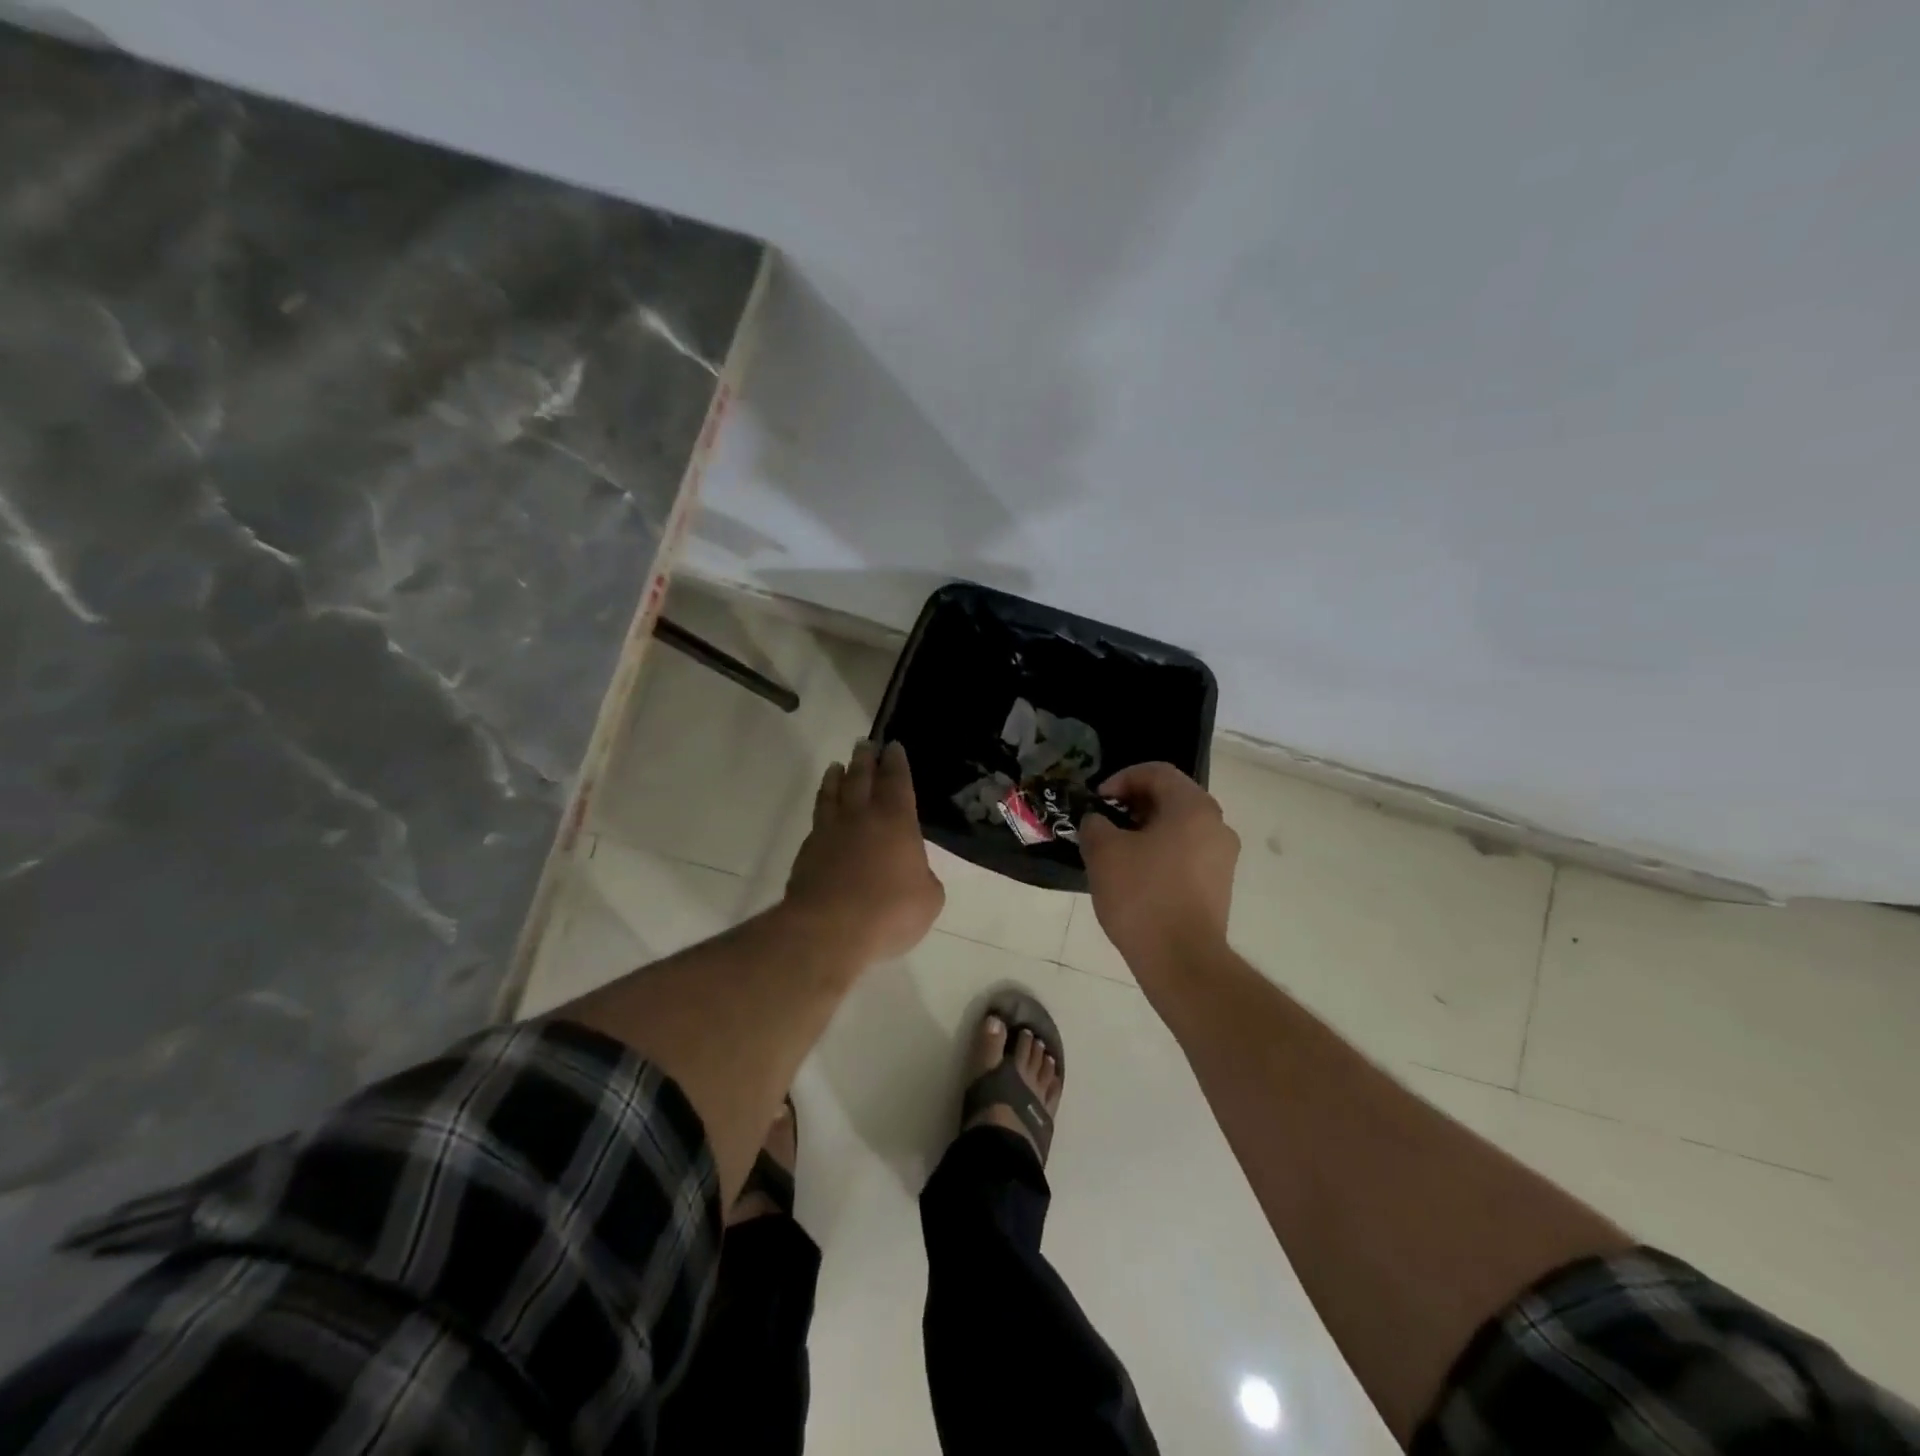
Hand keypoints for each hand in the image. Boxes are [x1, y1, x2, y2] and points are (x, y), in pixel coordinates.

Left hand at [784, 740, 944, 962]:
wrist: (828, 929)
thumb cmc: (889, 911)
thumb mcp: (928, 899)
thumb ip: (924, 878)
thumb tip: (913, 873)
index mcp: (896, 821)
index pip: (897, 782)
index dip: (896, 763)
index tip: (893, 747)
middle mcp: (861, 817)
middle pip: (862, 778)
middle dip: (865, 759)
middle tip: (864, 743)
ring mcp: (830, 832)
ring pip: (833, 794)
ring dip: (836, 777)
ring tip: (836, 766)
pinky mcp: (808, 851)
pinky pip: (817, 819)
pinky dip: (822, 806)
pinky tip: (823, 810)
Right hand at [1079, 762, 1238, 972]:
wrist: (1182, 960)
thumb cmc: (1142, 895)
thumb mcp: (1103, 852)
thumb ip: (1096, 824)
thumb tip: (1098, 822)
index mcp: (1193, 807)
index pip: (1156, 772)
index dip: (1121, 779)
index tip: (1098, 802)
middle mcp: (1217, 825)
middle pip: (1171, 798)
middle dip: (1133, 805)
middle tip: (1104, 824)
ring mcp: (1223, 857)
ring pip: (1179, 827)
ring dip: (1146, 830)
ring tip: (1116, 852)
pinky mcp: (1220, 885)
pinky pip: (1187, 853)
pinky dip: (1161, 853)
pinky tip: (1136, 877)